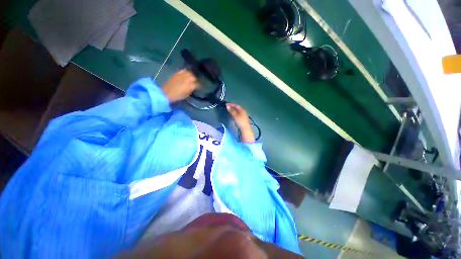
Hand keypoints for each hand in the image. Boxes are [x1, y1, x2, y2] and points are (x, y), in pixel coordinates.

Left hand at [162, 69, 198, 102]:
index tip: (200, 87)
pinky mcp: (177, 73)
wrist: (167, 92)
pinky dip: (185, 72)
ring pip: (189, 73)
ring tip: (191, 77)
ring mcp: (181, 75)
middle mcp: (187, 79)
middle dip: (195, 79)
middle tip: (195, 82)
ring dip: (191, 75)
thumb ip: (191, 89)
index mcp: (190, 86)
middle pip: (193, 77)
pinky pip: (183, 70)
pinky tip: (185, 74)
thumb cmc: (177, 95)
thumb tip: (194, 86)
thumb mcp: (186, 94)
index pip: (197, 84)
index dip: (199, 85)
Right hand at [226, 103, 254, 142]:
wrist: (245, 129)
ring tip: (229, 111)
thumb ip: (231, 110)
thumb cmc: (240, 121)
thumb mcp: (235, 115)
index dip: (231, 104)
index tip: (226, 104)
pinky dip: (235, 114)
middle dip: (232, 107)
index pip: (236, 105)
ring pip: (238, 111)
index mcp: (242, 109)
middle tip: (227, 107)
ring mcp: (243, 116)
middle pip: (237, 108)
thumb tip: (227, 105)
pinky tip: (233, 116)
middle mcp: (243, 112)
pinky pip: (238, 115)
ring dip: (233, 110)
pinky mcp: (243, 119)